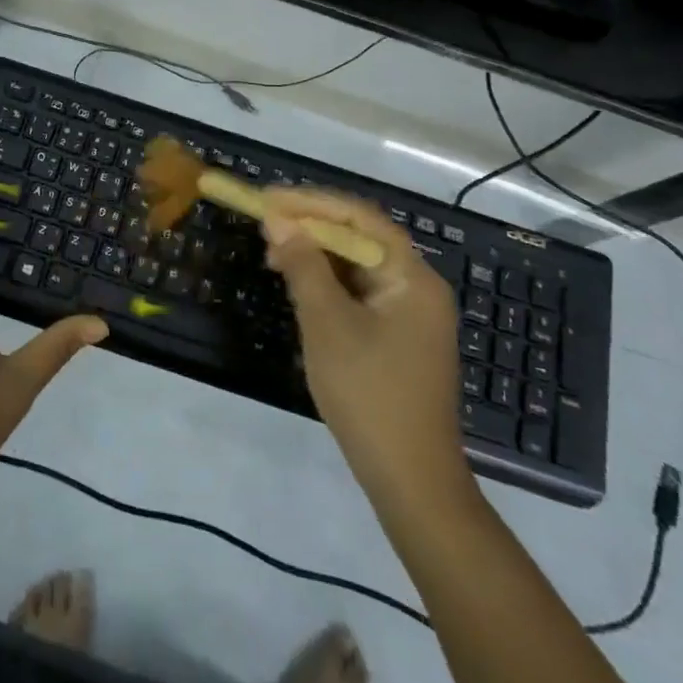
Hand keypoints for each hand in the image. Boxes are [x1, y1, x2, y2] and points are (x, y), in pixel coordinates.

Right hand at [262, 188, 470, 513]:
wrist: (412, 482)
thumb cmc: (369, 395)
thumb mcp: (327, 325)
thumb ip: (304, 267)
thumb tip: (279, 222)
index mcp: (411, 276)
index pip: (359, 218)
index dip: (311, 203)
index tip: (268, 199)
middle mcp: (418, 286)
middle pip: (360, 239)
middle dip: (311, 228)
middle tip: (265, 227)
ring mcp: (411, 313)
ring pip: (358, 266)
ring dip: (317, 256)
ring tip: (273, 256)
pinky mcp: (400, 337)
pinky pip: (361, 293)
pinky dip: (329, 284)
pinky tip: (299, 288)